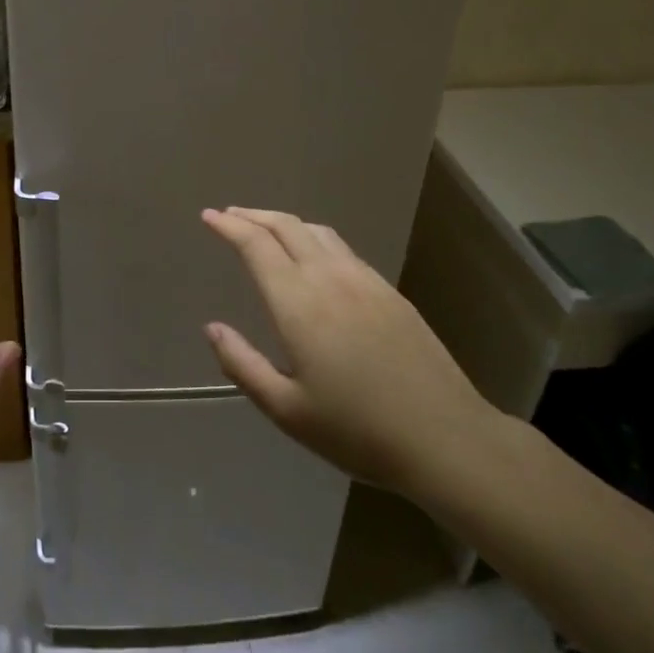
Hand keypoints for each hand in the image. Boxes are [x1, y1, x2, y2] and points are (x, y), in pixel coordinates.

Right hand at [201, 207, 500, 499]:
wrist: (444, 436)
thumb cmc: (357, 430)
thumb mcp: (286, 409)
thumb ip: (242, 364)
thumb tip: (212, 328)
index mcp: (298, 303)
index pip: (256, 245)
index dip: (229, 226)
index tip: (209, 217)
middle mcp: (329, 278)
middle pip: (285, 226)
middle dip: (253, 216)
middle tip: (229, 216)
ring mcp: (364, 280)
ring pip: (317, 231)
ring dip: (284, 222)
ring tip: (265, 229)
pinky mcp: (389, 291)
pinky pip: (342, 248)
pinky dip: (314, 237)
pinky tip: (313, 255)